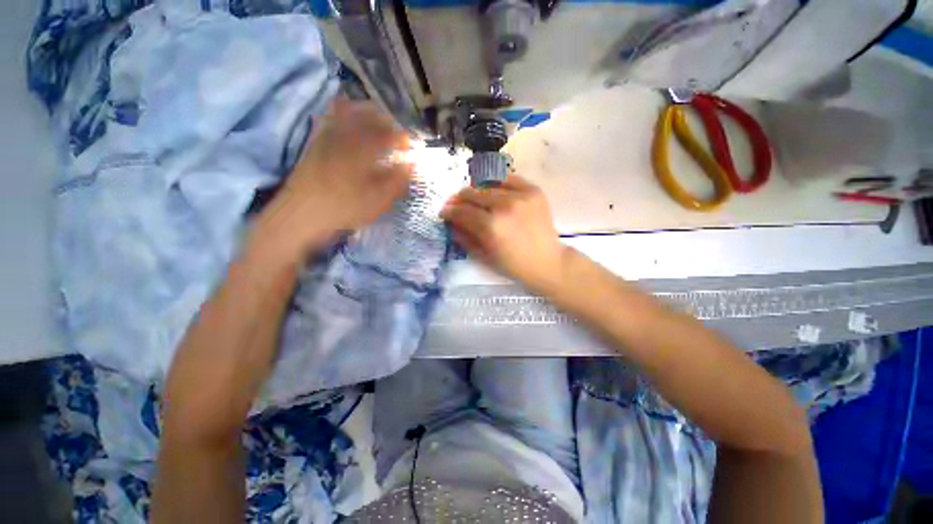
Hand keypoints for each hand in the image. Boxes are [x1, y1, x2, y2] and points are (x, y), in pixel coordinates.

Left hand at [256, 97, 412, 258]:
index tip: (409, 146)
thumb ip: (397, 180)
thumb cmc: (344, 209)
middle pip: (369, 116)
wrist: (302, 213)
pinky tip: (349, 115)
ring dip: (367, 111)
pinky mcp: (316, 140)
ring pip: (349, 111)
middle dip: (386, 120)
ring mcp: (328, 135)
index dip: (401, 138)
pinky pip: (330, 117)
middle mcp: (346, 136)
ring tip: (377, 120)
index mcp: (364, 151)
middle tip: (395, 132)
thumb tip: (411, 165)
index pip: (388, 135)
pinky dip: (342, 110)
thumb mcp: (377, 200)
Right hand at [441, 175, 568, 291]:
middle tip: (456, 204)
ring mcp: (520, 196)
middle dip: (460, 199)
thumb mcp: (484, 256)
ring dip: (476, 191)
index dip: (449, 211)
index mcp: (490, 227)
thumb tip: (450, 221)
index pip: (462, 212)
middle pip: (472, 194)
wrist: (547, 262)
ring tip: (474, 197)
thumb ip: (464, 237)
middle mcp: (504, 206)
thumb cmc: (514, 265)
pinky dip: (497, 183)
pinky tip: (493, 190)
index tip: (444, 212)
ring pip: (488, 185)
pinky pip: (508, 179)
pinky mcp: (533, 191)